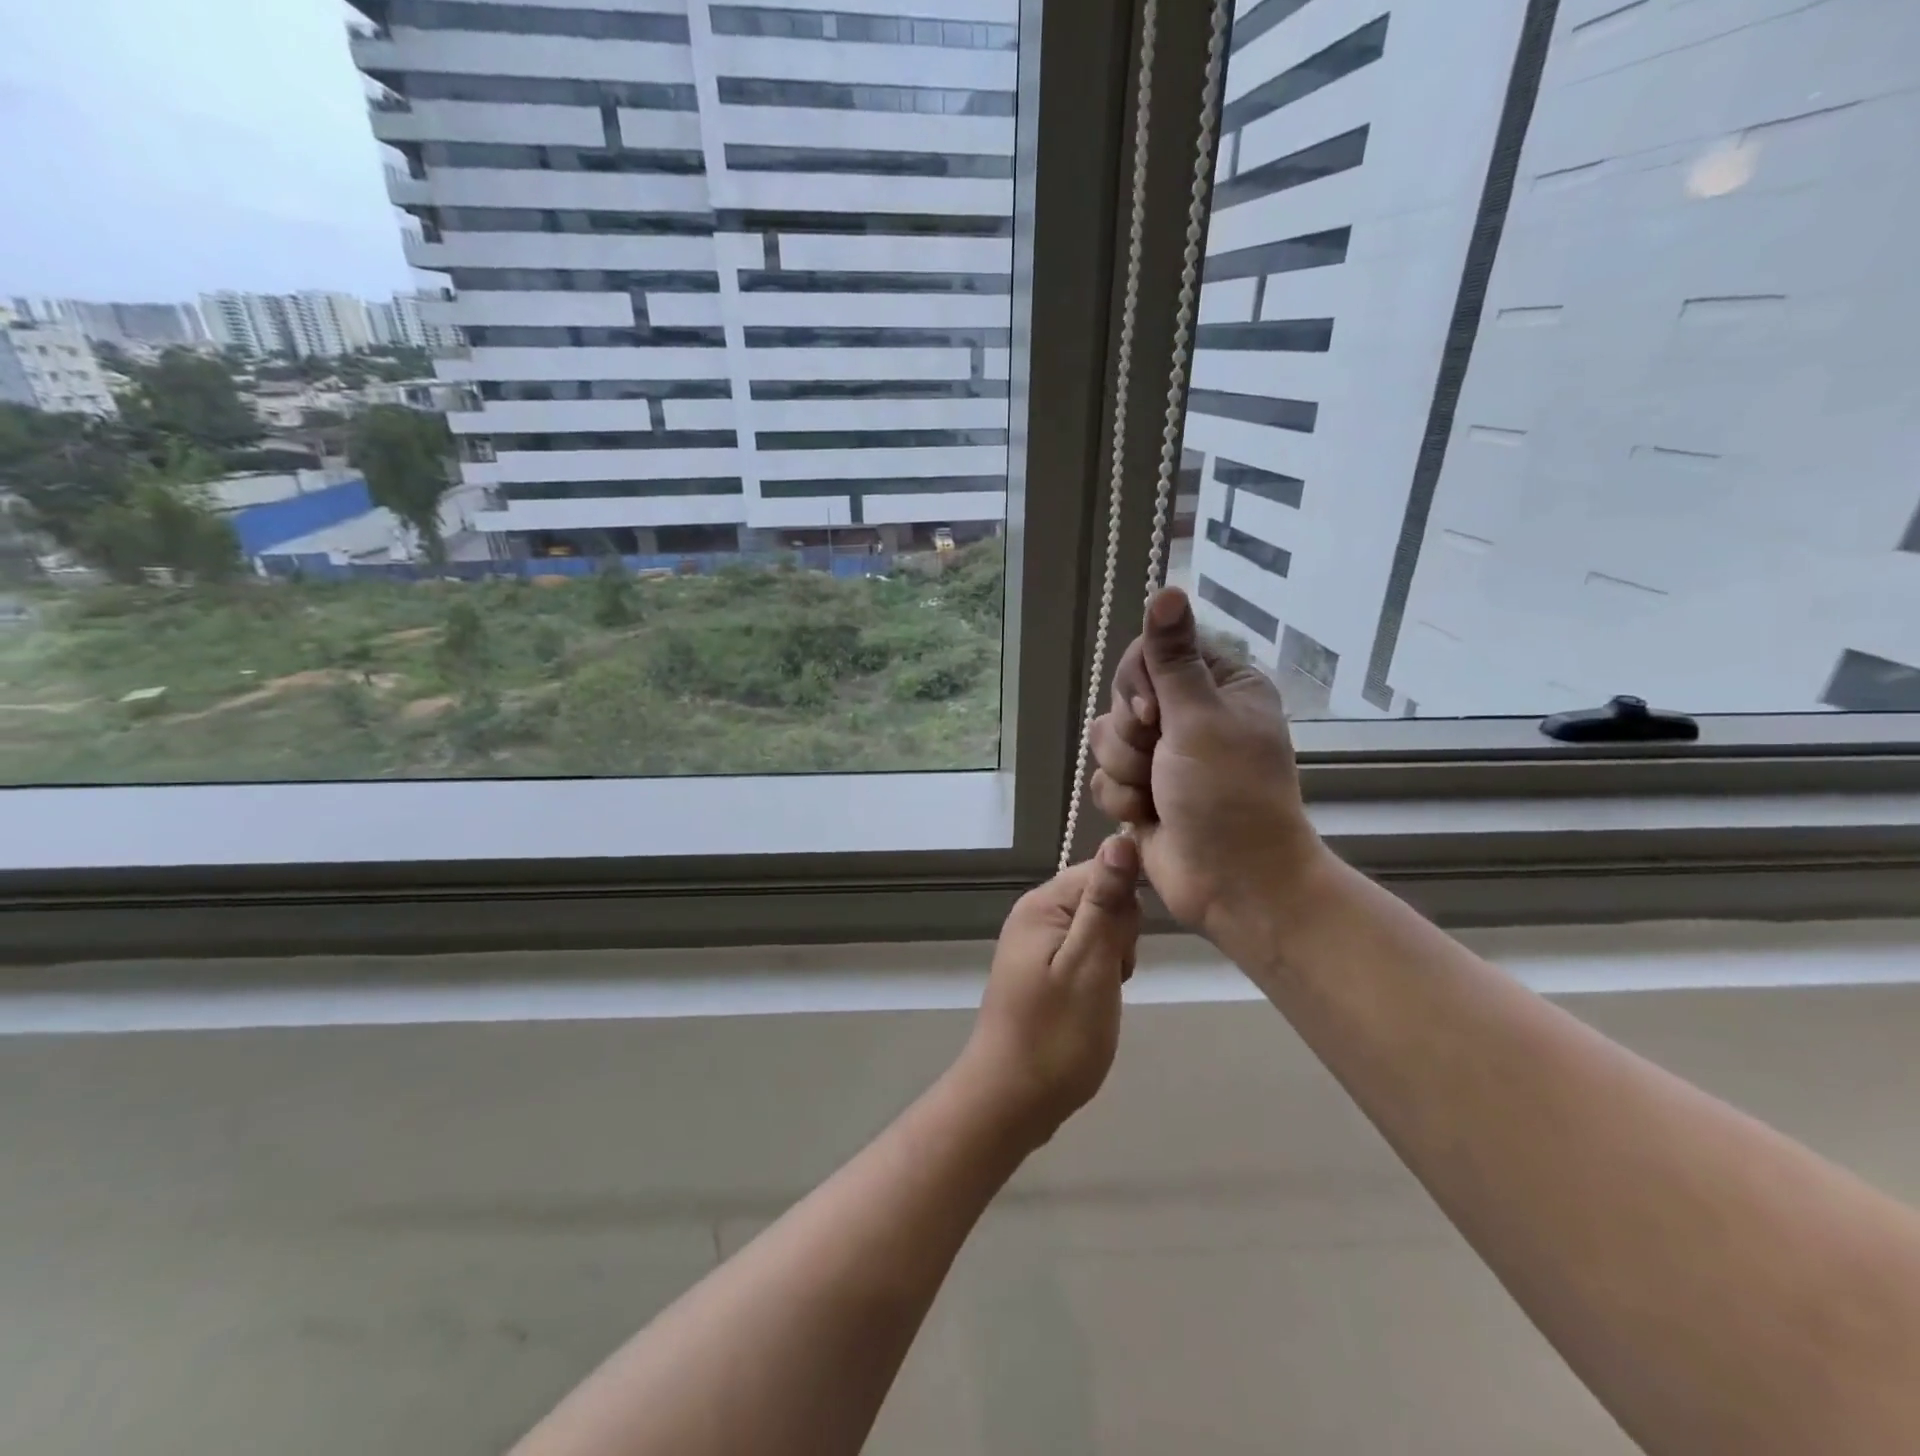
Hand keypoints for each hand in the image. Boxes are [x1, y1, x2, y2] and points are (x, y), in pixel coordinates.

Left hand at [958, 836, 1141, 1146]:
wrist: (1010, 1100)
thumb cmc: (1056, 1035)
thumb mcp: (1090, 964)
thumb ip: (1106, 902)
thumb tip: (1120, 838)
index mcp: (1042, 904)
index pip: (1103, 869)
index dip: (1126, 905)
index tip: (1123, 948)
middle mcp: (1034, 914)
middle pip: (1101, 897)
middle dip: (1119, 935)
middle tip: (1110, 978)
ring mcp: (1035, 944)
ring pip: (1097, 928)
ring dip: (1112, 958)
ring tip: (1101, 995)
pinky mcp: (1040, 970)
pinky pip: (1083, 953)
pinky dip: (1098, 975)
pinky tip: (1093, 1003)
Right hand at [1088, 587, 1326, 951]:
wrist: (1232, 884)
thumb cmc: (1229, 796)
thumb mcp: (1200, 719)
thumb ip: (1173, 658)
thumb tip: (1167, 589)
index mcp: (1218, 685)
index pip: (1152, 651)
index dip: (1139, 682)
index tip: (1154, 713)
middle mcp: (1189, 714)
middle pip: (1122, 696)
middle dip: (1133, 735)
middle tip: (1161, 759)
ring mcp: (1163, 754)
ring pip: (1106, 739)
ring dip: (1126, 770)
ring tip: (1157, 795)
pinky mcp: (1141, 789)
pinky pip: (1104, 777)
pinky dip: (1122, 799)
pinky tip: (1148, 817)